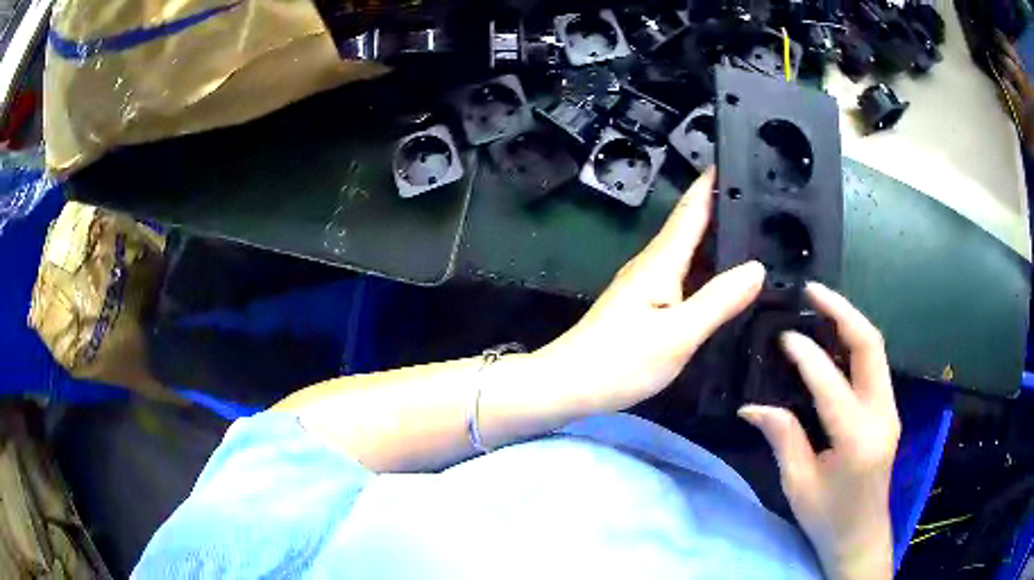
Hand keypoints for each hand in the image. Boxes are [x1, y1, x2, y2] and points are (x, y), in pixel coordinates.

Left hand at [537, 168, 765, 413]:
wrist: (568, 385)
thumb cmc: (620, 360)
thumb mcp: (678, 333)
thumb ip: (718, 300)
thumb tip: (756, 267)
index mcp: (661, 261)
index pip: (691, 209)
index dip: (711, 183)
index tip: (735, 160)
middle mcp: (652, 264)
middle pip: (691, 225)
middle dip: (721, 207)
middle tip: (761, 199)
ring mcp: (646, 285)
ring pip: (688, 251)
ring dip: (715, 237)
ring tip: (753, 234)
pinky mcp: (644, 306)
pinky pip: (683, 275)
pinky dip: (706, 268)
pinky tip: (723, 279)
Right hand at [739, 283, 900, 579]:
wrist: (862, 535)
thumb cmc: (827, 518)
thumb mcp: (798, 485)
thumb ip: (783, 438)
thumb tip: (752, 406)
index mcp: (857, 439)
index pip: (831, 384)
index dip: (806, 354)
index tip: (782, 335)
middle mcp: (881, 415)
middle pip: (870, 346)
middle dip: (842, 312)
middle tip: (812, 291)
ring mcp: (890, 409)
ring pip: (876, 350)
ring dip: (850, 322)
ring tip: (820, 305)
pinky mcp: (888, 410)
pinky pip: (874, 365)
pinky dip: (855, 343)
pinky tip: (834, 340)